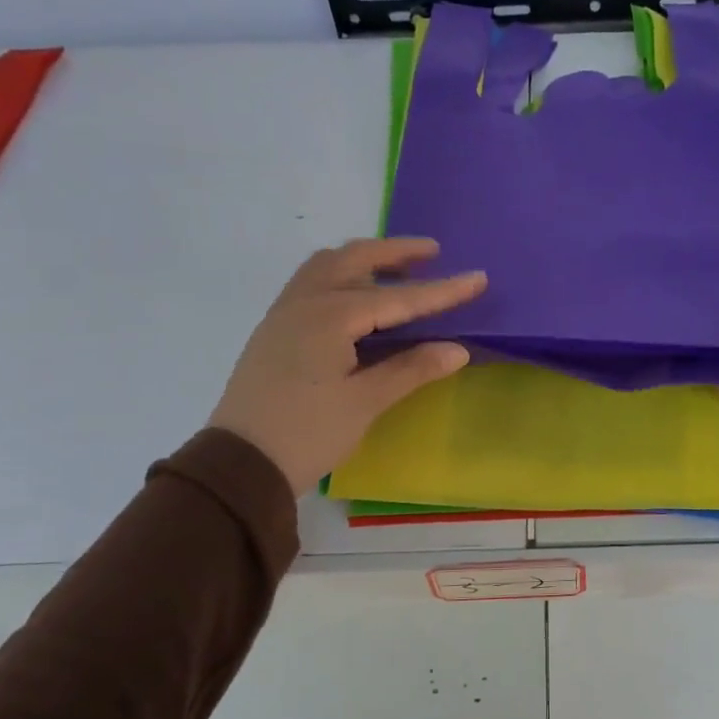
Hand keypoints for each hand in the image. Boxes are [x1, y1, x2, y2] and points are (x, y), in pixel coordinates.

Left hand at [209, 237, 486, 493]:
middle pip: (353, 259)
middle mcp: (304, 302)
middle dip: (395, 253)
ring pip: (326, 266)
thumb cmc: (307, 433)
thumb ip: (411, 369)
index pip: (397, 298)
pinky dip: (340, 276)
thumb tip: (457, 349)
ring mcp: (284, 314)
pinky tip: (356, 299)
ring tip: (395, 270)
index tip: (478, 278)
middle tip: (432, 253)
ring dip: (363, 259)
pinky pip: (311, 284)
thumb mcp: (365, 403)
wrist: (240, 465)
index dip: (441, 291)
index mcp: (329, 317)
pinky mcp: (274, 331)